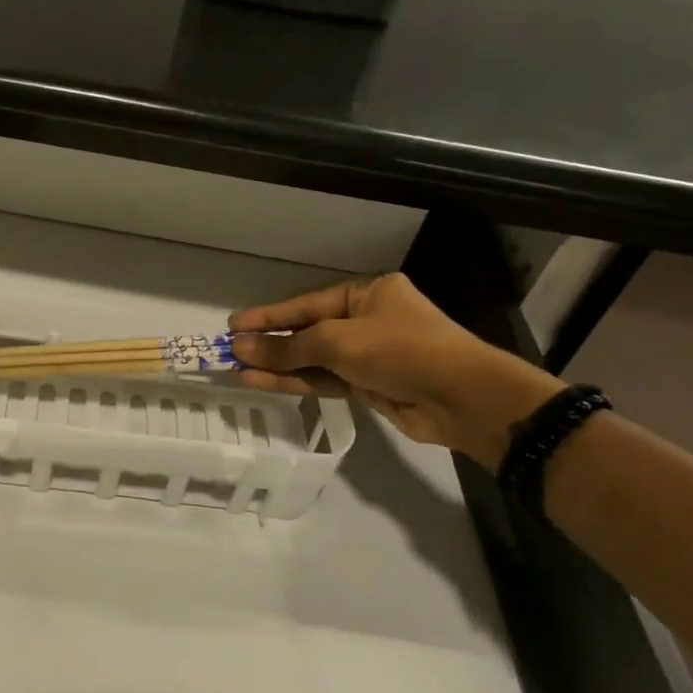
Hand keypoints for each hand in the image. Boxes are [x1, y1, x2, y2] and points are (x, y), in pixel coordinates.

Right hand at [228, 274, 562, 466]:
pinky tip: (264, 382)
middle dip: (270, 343)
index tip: (234, 325)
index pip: (306, 304)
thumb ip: (288, 347)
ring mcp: (368, 354)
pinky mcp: (370, 385)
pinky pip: (325, 380)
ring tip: (237, 370)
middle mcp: (366, 319)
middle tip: (229, 351)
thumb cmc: (401, 351)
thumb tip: (240, 347)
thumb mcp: (339, 342)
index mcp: (366, 293)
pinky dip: (297, 382)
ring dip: (279, 366)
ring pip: (314, 359)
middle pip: (308, 331)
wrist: (463, 399)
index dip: (268, 316)